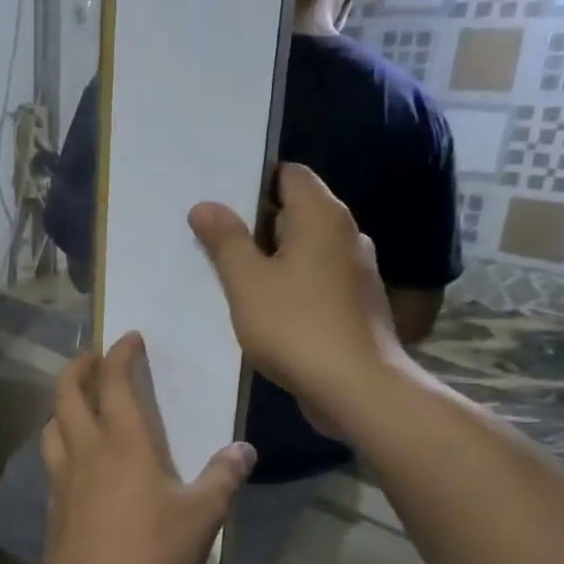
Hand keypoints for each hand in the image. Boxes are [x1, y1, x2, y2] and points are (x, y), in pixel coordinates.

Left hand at [39, 333, 255, 563]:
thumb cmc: (150, 552)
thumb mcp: (201, 517)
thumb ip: (222, 479)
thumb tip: (244, 449)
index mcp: (123, 442)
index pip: (114, 381)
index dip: (120, 354)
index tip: (129, 338)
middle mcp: (86, 449)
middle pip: (67, 392)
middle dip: (79, 367)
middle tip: (94, 359)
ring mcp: (62, 477)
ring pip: (52, 424)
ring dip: (62, 404)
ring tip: (79, 405)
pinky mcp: (53, 505)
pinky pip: (50, 459)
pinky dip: (60, 443)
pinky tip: (74, 461)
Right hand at [187, 163, 410, 434]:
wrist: (358, 389)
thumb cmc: (297, 326)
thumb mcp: (247, 282)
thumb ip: (225, 240)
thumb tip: (205, 205)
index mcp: (322, 217)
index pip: (288, 174)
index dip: (253, 181)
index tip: (219, 201)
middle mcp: (346, 234)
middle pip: (295, 211)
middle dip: (254, 223)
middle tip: (212, 238)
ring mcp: (355, 272)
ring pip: (304, 249)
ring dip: (270, 257)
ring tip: (230, 275)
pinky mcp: (355, 304)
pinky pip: (315, 278)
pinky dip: (289, 283)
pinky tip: (263, 308)